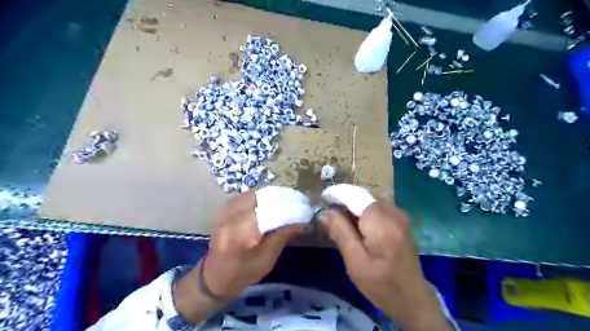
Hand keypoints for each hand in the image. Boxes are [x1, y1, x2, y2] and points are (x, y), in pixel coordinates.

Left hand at [206, 192, 303, 296]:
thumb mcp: (267, 259)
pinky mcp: (225, 210)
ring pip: (254, 193)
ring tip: (287, 199)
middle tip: (298, 200)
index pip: (271, 212)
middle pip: (261, 197)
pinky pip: (247, 196)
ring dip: (272, 194)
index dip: (291, 208)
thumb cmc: (243, 274)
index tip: (305, 208)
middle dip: (283, 196)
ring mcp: (226, 211)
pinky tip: (271, 201)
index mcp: (242, 235)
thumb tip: (303, 221)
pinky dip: (261, 196)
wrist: (214, 277)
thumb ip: (283, 236)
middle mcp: (232, 218)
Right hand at [321, 200, 450, 328]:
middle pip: (363, 195)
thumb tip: (325, 211)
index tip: (322, 198)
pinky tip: (357, 224)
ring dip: (354, 204)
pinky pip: (378, 206)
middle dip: (345, 200)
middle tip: (329, 213)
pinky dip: (364, 210)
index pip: (355, 195)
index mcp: (382, 223)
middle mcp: (394, 213)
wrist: (411, 298)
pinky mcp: (401, 221)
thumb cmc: (380, 284)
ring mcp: (400, 216)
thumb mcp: (354, 260)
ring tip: (340, 219)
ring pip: (370, 200)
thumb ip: (340, 231)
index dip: (337, 193)